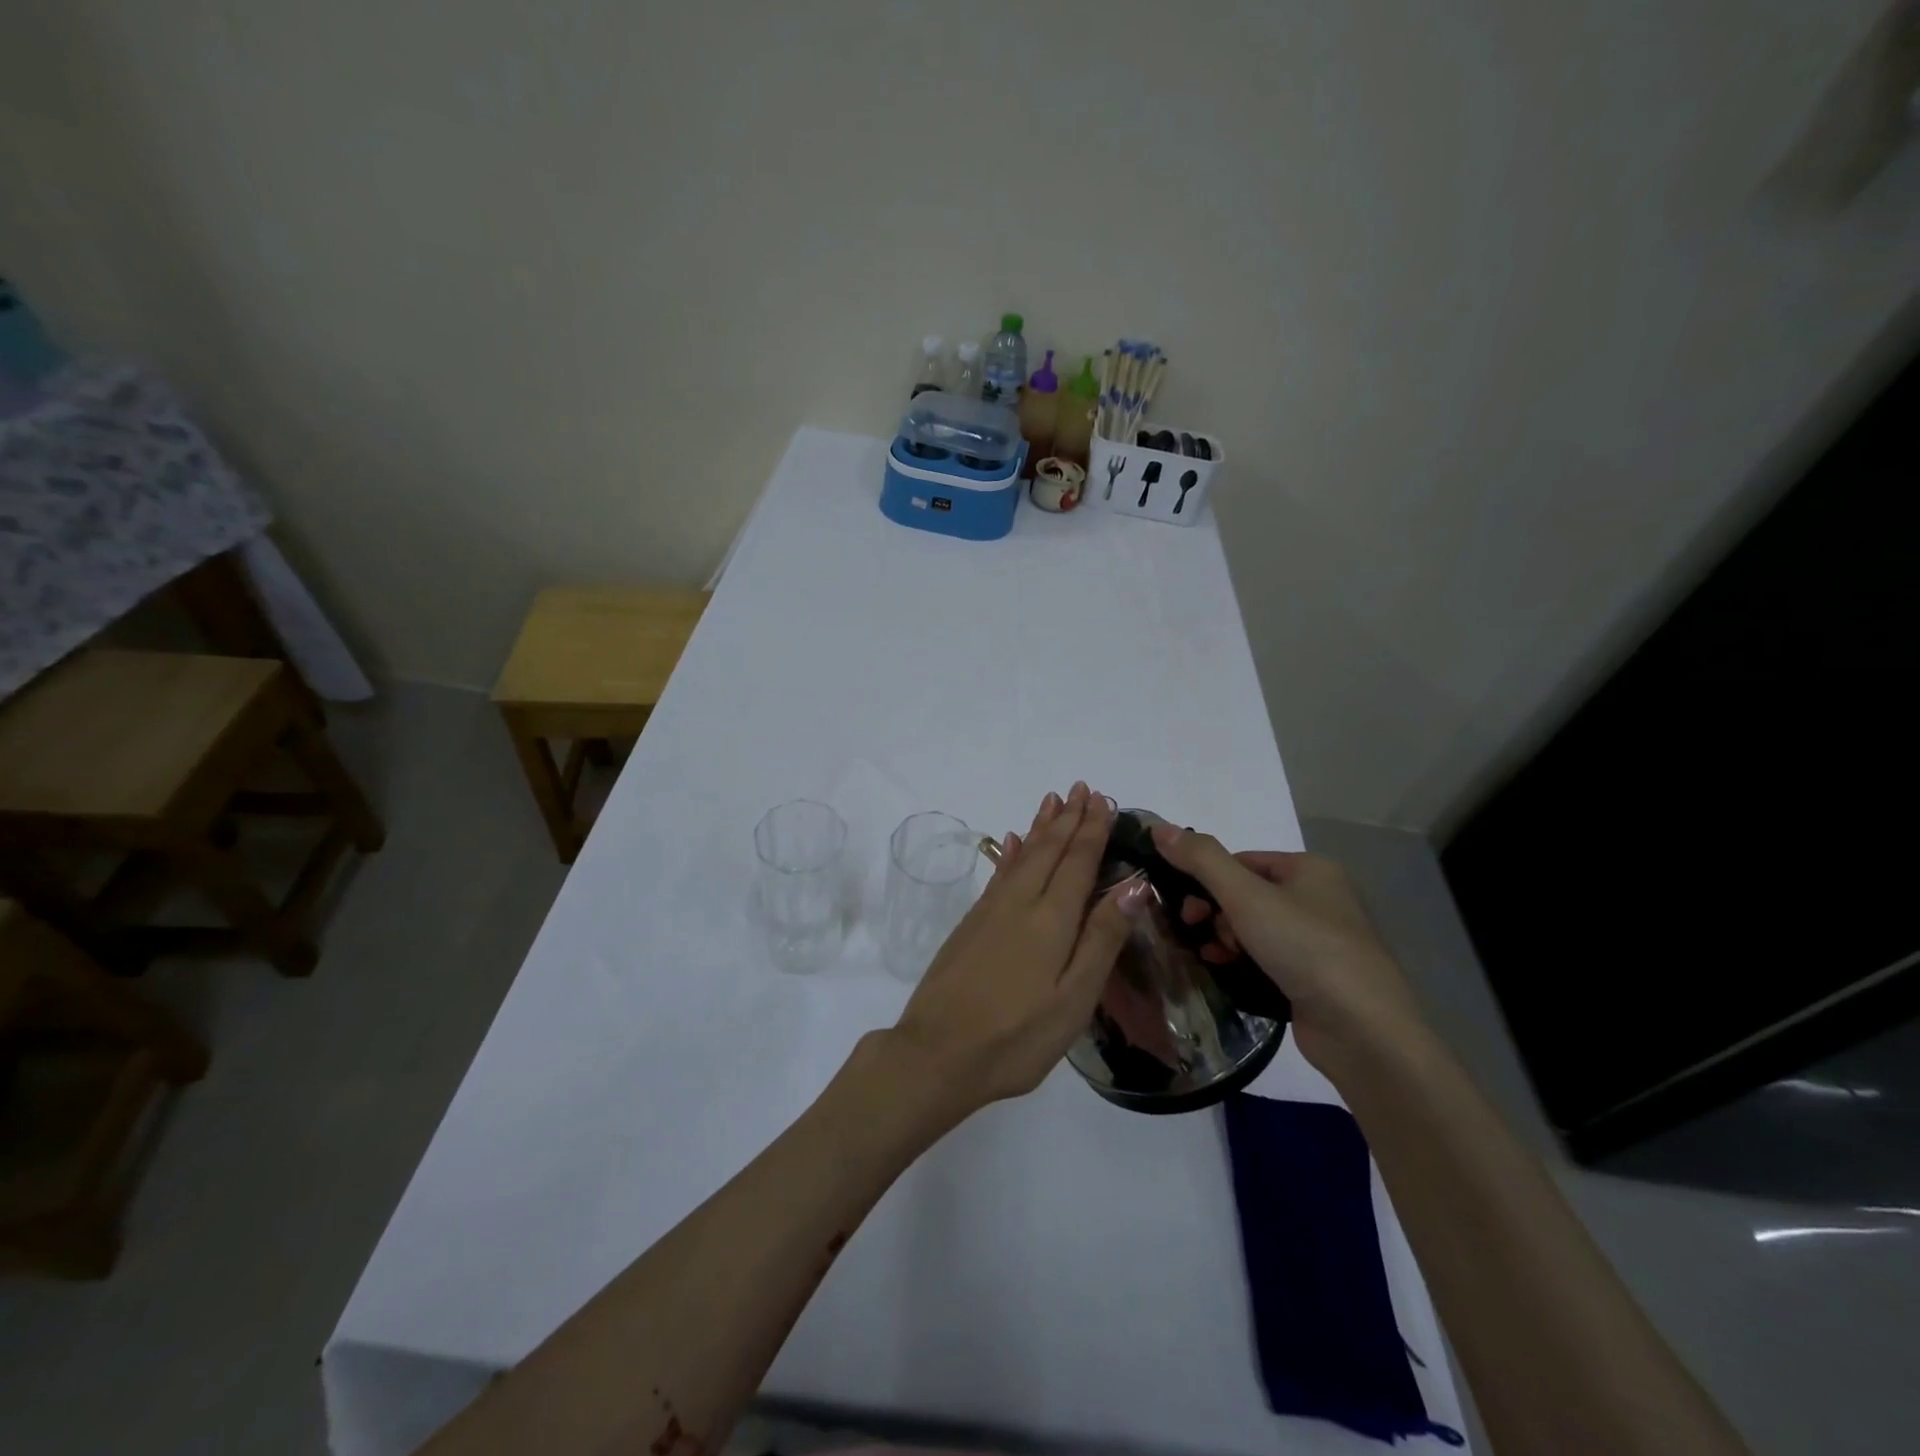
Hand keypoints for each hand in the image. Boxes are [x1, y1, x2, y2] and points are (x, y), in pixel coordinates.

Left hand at [888, 784, 1150, 1119]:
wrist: (936, 1053)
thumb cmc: (1016, 1037)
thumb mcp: (1073, 1001)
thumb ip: (1102, 940)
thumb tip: (1133, 886)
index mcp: (1051, 920)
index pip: (1077, 862)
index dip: (1093, 830)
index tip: (1104, 800)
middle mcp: (1020, 903)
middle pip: (1049, 850)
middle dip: (1069, 819)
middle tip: (1083, 788)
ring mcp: (990, 911)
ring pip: (1023, 855)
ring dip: (1041, 826)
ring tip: (1053, 800)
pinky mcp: (971, 924)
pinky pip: (999, 873)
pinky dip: (1012, 852)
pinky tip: (1014, 841)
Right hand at [1150, 825, 1427, 1074]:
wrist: (1363, 1031)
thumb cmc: (1305, 948)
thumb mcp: (1246, 896)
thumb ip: (1201, 859)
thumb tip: (1158, 827)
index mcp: (1309, 869)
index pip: (1240, 861)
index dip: (1206, 880)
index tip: (1185, 907)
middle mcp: (1318, 898)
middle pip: (1244, 894)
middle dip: (1214, 913)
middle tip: (1196, 931)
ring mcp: (1319, 941)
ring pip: (1252, 928)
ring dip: (1224, 939)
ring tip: (1213, 957)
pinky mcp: (1315, 978)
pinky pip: (1266, 959)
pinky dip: (1243, 963)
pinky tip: (1228, 974)